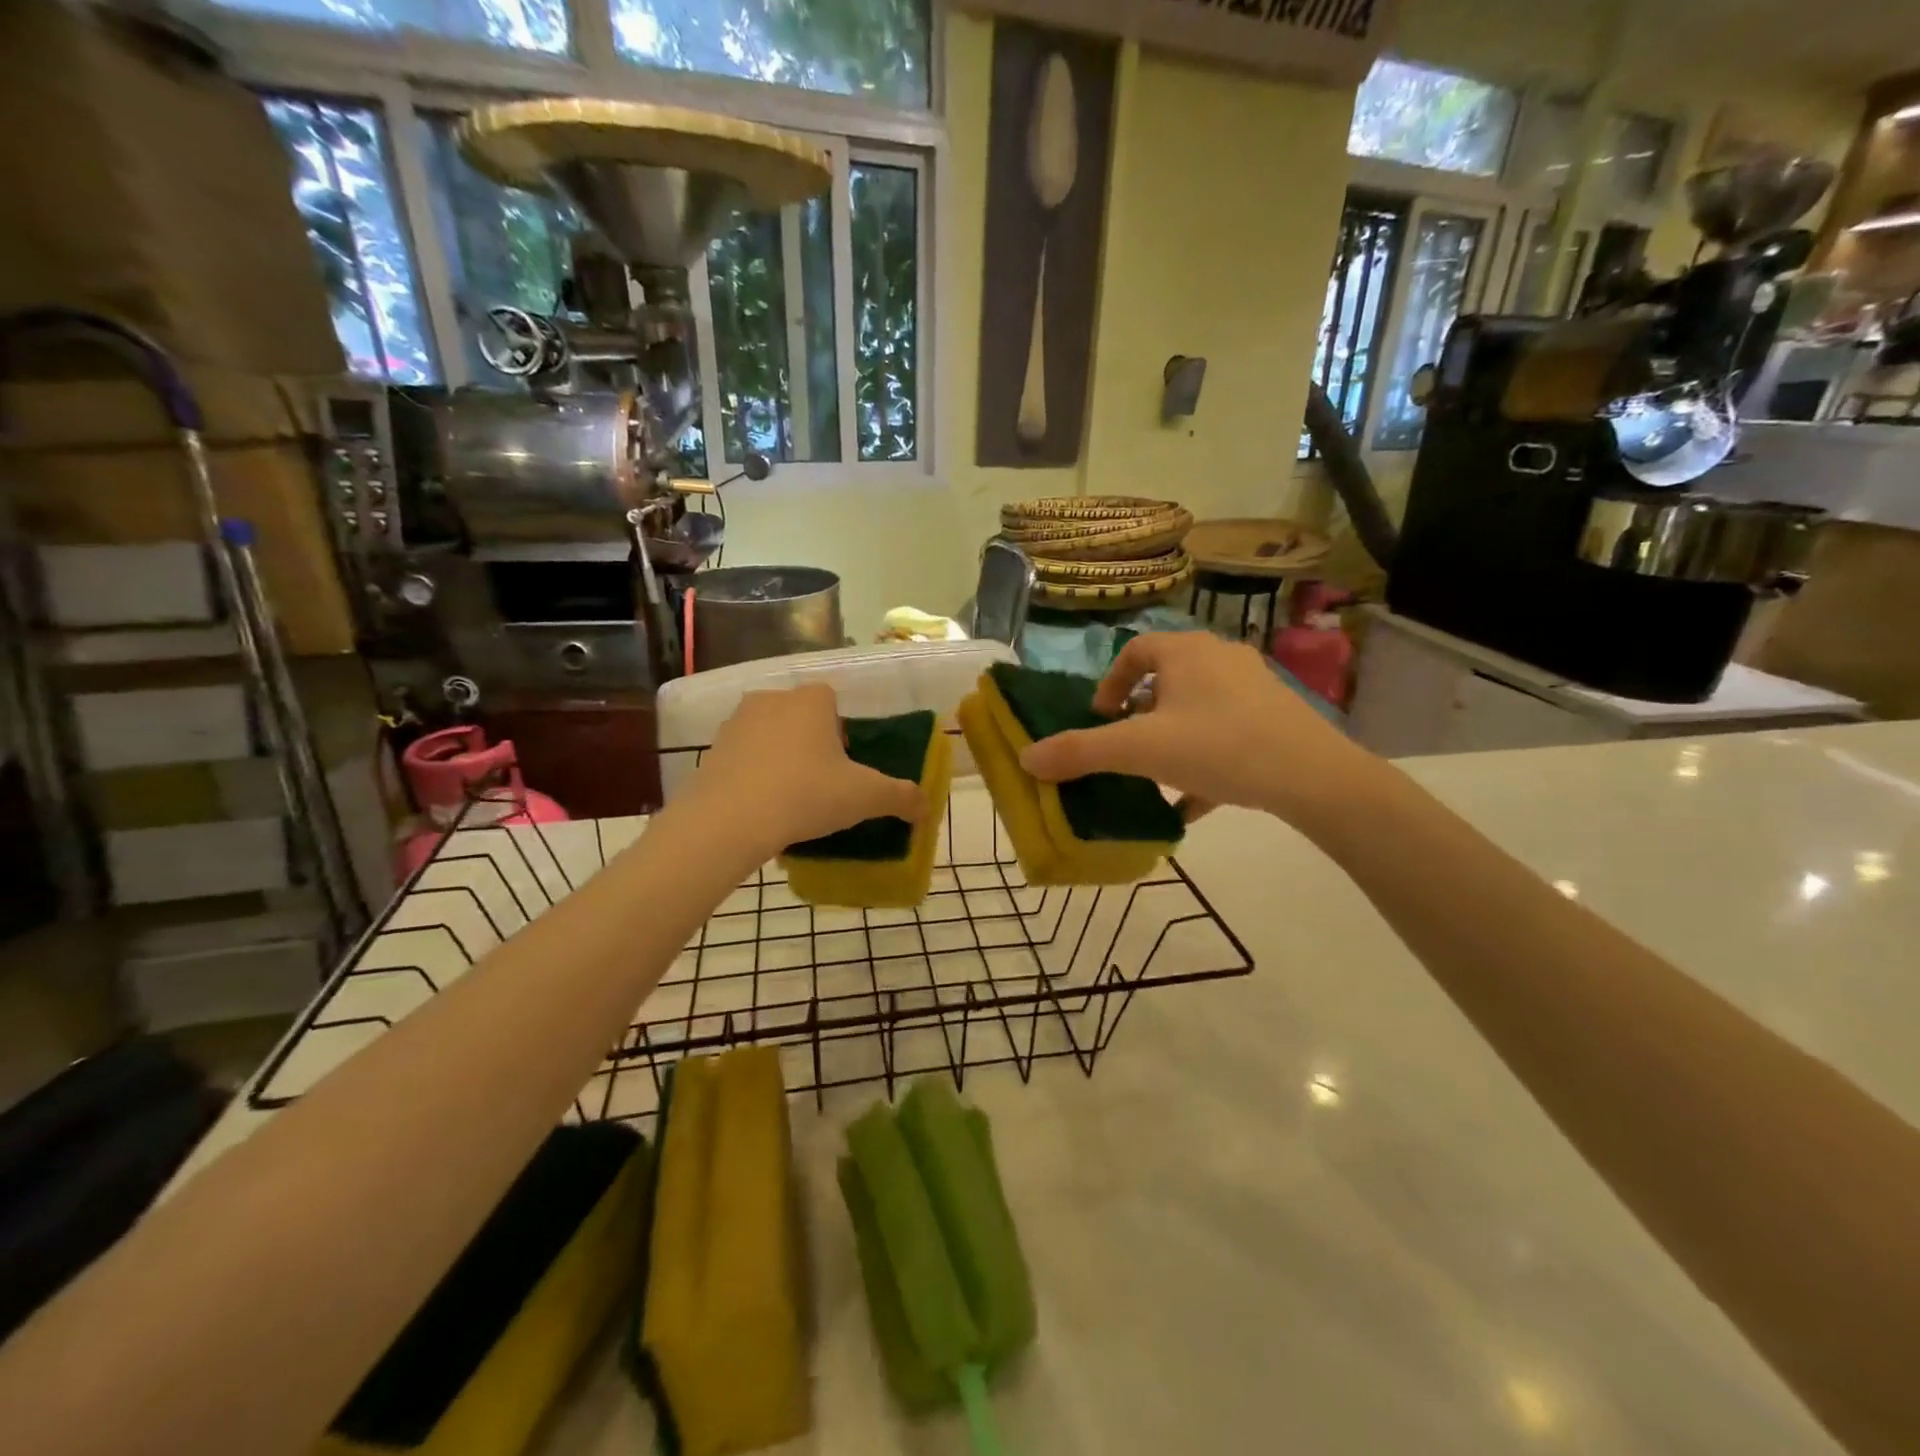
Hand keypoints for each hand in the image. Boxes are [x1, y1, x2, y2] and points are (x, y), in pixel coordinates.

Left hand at [677, 684, 925, 860]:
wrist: (730, 821)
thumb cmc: (806, 795)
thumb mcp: (865, 797)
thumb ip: (901, 797)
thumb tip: (926, 806)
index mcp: (810, 701)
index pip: (831, 699)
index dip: (841, 729)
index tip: (845, 764)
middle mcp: (771, 700)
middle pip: (799, 715)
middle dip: (810, 742)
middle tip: (821, 782)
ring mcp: (735, 723)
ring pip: (768, 734)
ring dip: (780, 756)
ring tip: (790, 797)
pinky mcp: (711, 751)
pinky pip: (742, 757)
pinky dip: (752, 774)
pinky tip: (761, 807)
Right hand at [1017, 633, 1376, 824]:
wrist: (1313, 777)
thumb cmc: (1218, 746)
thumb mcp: (1139, 751)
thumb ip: (1080, 752)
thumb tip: (1026, 758)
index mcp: (1185, 652)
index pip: (1135, 651)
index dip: (1110, 683)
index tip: (1100, 719)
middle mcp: (1220, 658)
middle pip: (1167, 680)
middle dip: (1140, 716)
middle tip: (1126, 748)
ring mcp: (1253, 688)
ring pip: (1197, 710)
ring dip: (1170, 740)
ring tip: (1155, 776)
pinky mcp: (1276, 720)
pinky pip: (1226, 734)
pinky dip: (1204, 762)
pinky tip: (1192, 803)